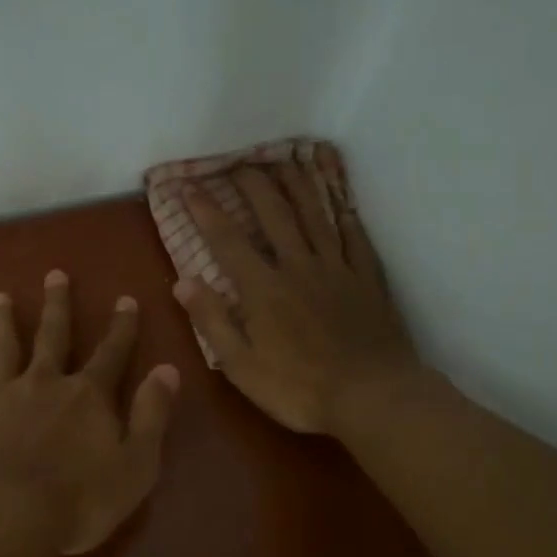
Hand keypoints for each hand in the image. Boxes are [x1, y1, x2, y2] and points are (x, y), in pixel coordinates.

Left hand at [0, 271, 180, 555]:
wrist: (5, 518)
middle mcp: (44, 383)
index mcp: (88, 395)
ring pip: (4, 350)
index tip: (126, 298)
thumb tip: (167, 369)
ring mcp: (2, 397)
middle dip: (57, 305)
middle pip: (53, 336)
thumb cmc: (79, 500)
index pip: (111, 352)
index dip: (122, 327)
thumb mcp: (136, 464)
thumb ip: (151, 414)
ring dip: (3, 322)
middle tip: (55, 274)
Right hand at [174, 159, 420, 434]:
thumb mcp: (241, 366)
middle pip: (274, 213)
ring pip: (315, 214)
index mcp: (263, 288)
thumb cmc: (300, 388)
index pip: (227, 240)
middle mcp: (298, 266)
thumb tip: (183, 281)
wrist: (373, 397)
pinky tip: (340, 198)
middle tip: (238, 160)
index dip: (206, 210)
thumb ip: (212, 321)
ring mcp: (337, 268)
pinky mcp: (367, 278)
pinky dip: (345, 213)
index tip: (189, 186)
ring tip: (285, 159)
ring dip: (298, 184)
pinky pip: (354, 236)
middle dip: (253, 183)